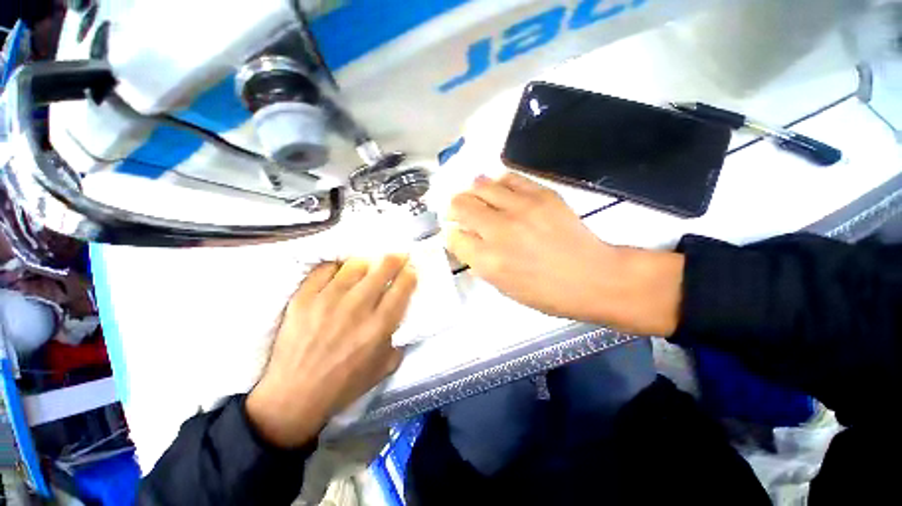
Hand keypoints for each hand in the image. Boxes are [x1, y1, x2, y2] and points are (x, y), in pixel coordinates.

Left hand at [246, 256, 416, 447]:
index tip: (411, 269)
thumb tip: (402, 319)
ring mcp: (328, 300)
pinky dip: (336, 268)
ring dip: (367, 263)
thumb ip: (398, 341)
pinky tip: (339, 273)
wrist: (294, 397)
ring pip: (355, 265)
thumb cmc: (344, 385)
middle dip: (395, 258)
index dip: (410, 274)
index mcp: (379, 326)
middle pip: (382, 269)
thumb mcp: (383, 368)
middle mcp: (357, 308)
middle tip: (398, 256)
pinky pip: (325, 270)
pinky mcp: (304, 298)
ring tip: (367, 267)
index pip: (402, 288)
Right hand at [446, 173, 682, 335]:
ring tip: (478, 199)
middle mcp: (499, 230)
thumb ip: (478, 261)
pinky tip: (500, 192)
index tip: (456, 232)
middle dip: (454, 208)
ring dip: (473, 192)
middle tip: (460, 212)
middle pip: (460, 205)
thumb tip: (464, 239)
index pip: (453, 236)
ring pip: (480, 185)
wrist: (593, 277)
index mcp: (488, 261)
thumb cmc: (546, 292)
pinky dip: (498, 183)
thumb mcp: (503, 287)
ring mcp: (521, 208)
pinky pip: (508, 178)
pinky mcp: (541, 194)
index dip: (451, 233)